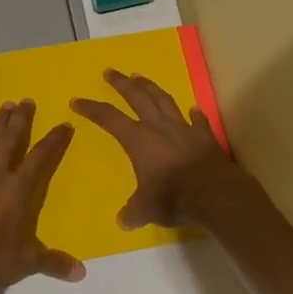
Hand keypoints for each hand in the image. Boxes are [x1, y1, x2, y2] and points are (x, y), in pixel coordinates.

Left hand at [0, 99, 83, 293]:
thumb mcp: (26, 262)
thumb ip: (53, 263)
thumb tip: (81, 273)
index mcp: (18, 189)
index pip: (40, 157)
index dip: (54, 140)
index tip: (64, 124)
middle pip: (11, 141)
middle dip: (21, 120)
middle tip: (26, 100)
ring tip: (4, 106)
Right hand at [71, 70, 246, 230]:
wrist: (215, 194)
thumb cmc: (173, 197)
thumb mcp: (146, 209)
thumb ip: (133, 212)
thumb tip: (124, 221)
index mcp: (138, 140)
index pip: (109, 118)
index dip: (92, 109)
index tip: (77, 101)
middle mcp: (159, 127)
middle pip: (137, 97)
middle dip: (121, 84)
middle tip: (110, 72)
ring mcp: (184, 129)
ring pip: (165, 101)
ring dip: (151, 88)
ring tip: (141, 77)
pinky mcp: (205, 137)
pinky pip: (198, 121)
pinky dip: (195, 114)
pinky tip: (193, 108)